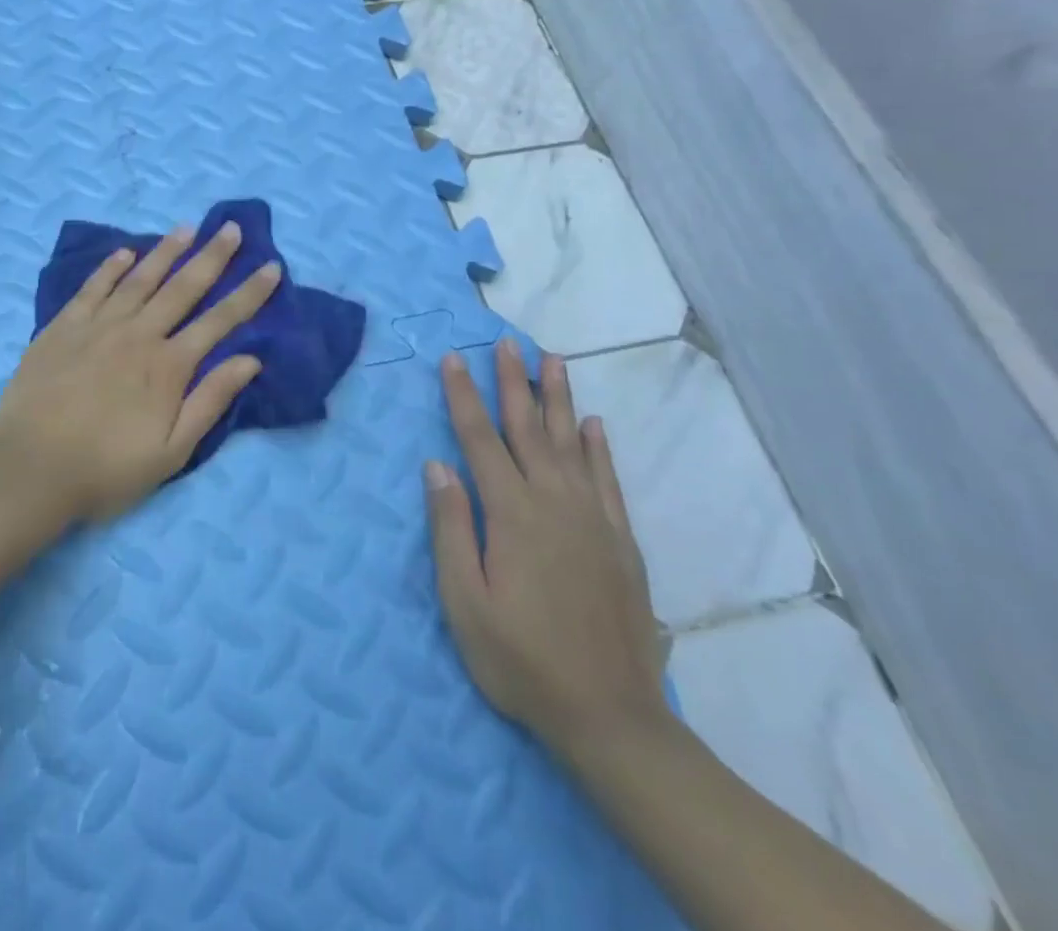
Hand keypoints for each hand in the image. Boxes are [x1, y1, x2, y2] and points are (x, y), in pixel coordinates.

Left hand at [0, 219, 280, 522]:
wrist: (29, 469)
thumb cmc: (106, 469)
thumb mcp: (172, 451)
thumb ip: (210, 401)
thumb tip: (250, 359)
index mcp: (168, 365)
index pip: (220, 320)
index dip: (249, 293)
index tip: (271, 266)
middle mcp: (138, 334)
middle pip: (183, 287)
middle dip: (212, 256)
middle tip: (230, 228)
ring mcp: (98, 326)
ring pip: (140, 278)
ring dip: (166, 252)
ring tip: (187, 228)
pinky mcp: (62, 327)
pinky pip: (92, 288)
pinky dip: (110, 267)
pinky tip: (124, 253)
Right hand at [425, 342, 668, 756]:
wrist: (610, 716)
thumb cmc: (521, 660)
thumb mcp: (464, 601)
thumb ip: (451, 528)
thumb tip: (437, 466)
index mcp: (511, 513)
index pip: (480, 439)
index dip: (463, 396)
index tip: (453, 358)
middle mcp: (554, 502)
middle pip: (528, 428)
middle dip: (513, 382)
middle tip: (507, 342)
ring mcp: (593, 519)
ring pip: (572, 442)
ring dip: (558, 399)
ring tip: (553, 361)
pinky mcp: (620, 541)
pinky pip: (607, 480)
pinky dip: (599, 448)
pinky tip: (594, 424)